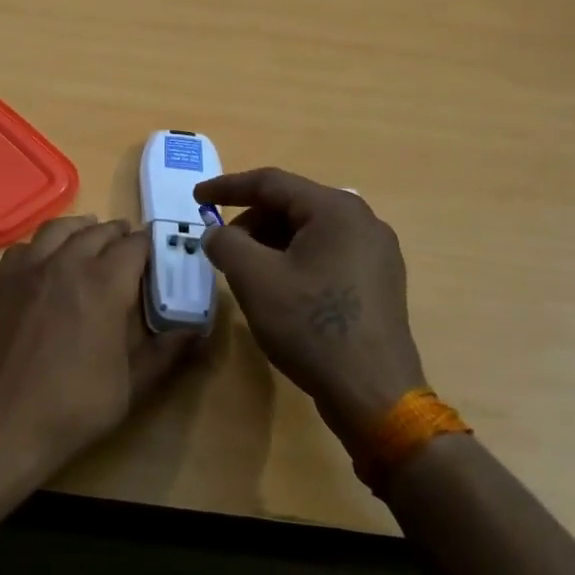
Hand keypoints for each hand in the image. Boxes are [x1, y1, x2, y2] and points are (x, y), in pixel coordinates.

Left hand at [0, 216, 196, 477]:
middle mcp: (67, 263)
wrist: (2, 421)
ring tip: (91, 237)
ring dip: (81, 229)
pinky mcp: (1, 281)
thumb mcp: (132, 385)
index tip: (161, 251)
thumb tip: (195, 330)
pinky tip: (47, 260)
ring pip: (59, 228)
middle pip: (98, 232)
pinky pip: (26, 246)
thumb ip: (165, 352)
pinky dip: (44, 244)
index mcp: (104, 284)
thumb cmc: (74, 406)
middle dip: (119, 234)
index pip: (135, 245)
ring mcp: (29, 269)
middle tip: (130, 246)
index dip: (151, 244)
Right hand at [194, 168, 426, 436]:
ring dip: (271, 242)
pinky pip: (327, 253)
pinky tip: (278, 287)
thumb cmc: (311, 326)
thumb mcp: (255, 279)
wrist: (372, 392)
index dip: (227, 187)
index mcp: (336, 210)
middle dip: (250, 220)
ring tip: (245, 270)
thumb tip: (216, 233)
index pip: (271, 182)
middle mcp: (363, 221)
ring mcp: (377, 253)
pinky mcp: (379, 282)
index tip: (196, 199)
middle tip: (221, 246)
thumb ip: (226, 243)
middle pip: (293, 205)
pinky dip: (295, 259)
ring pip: (310, 231)